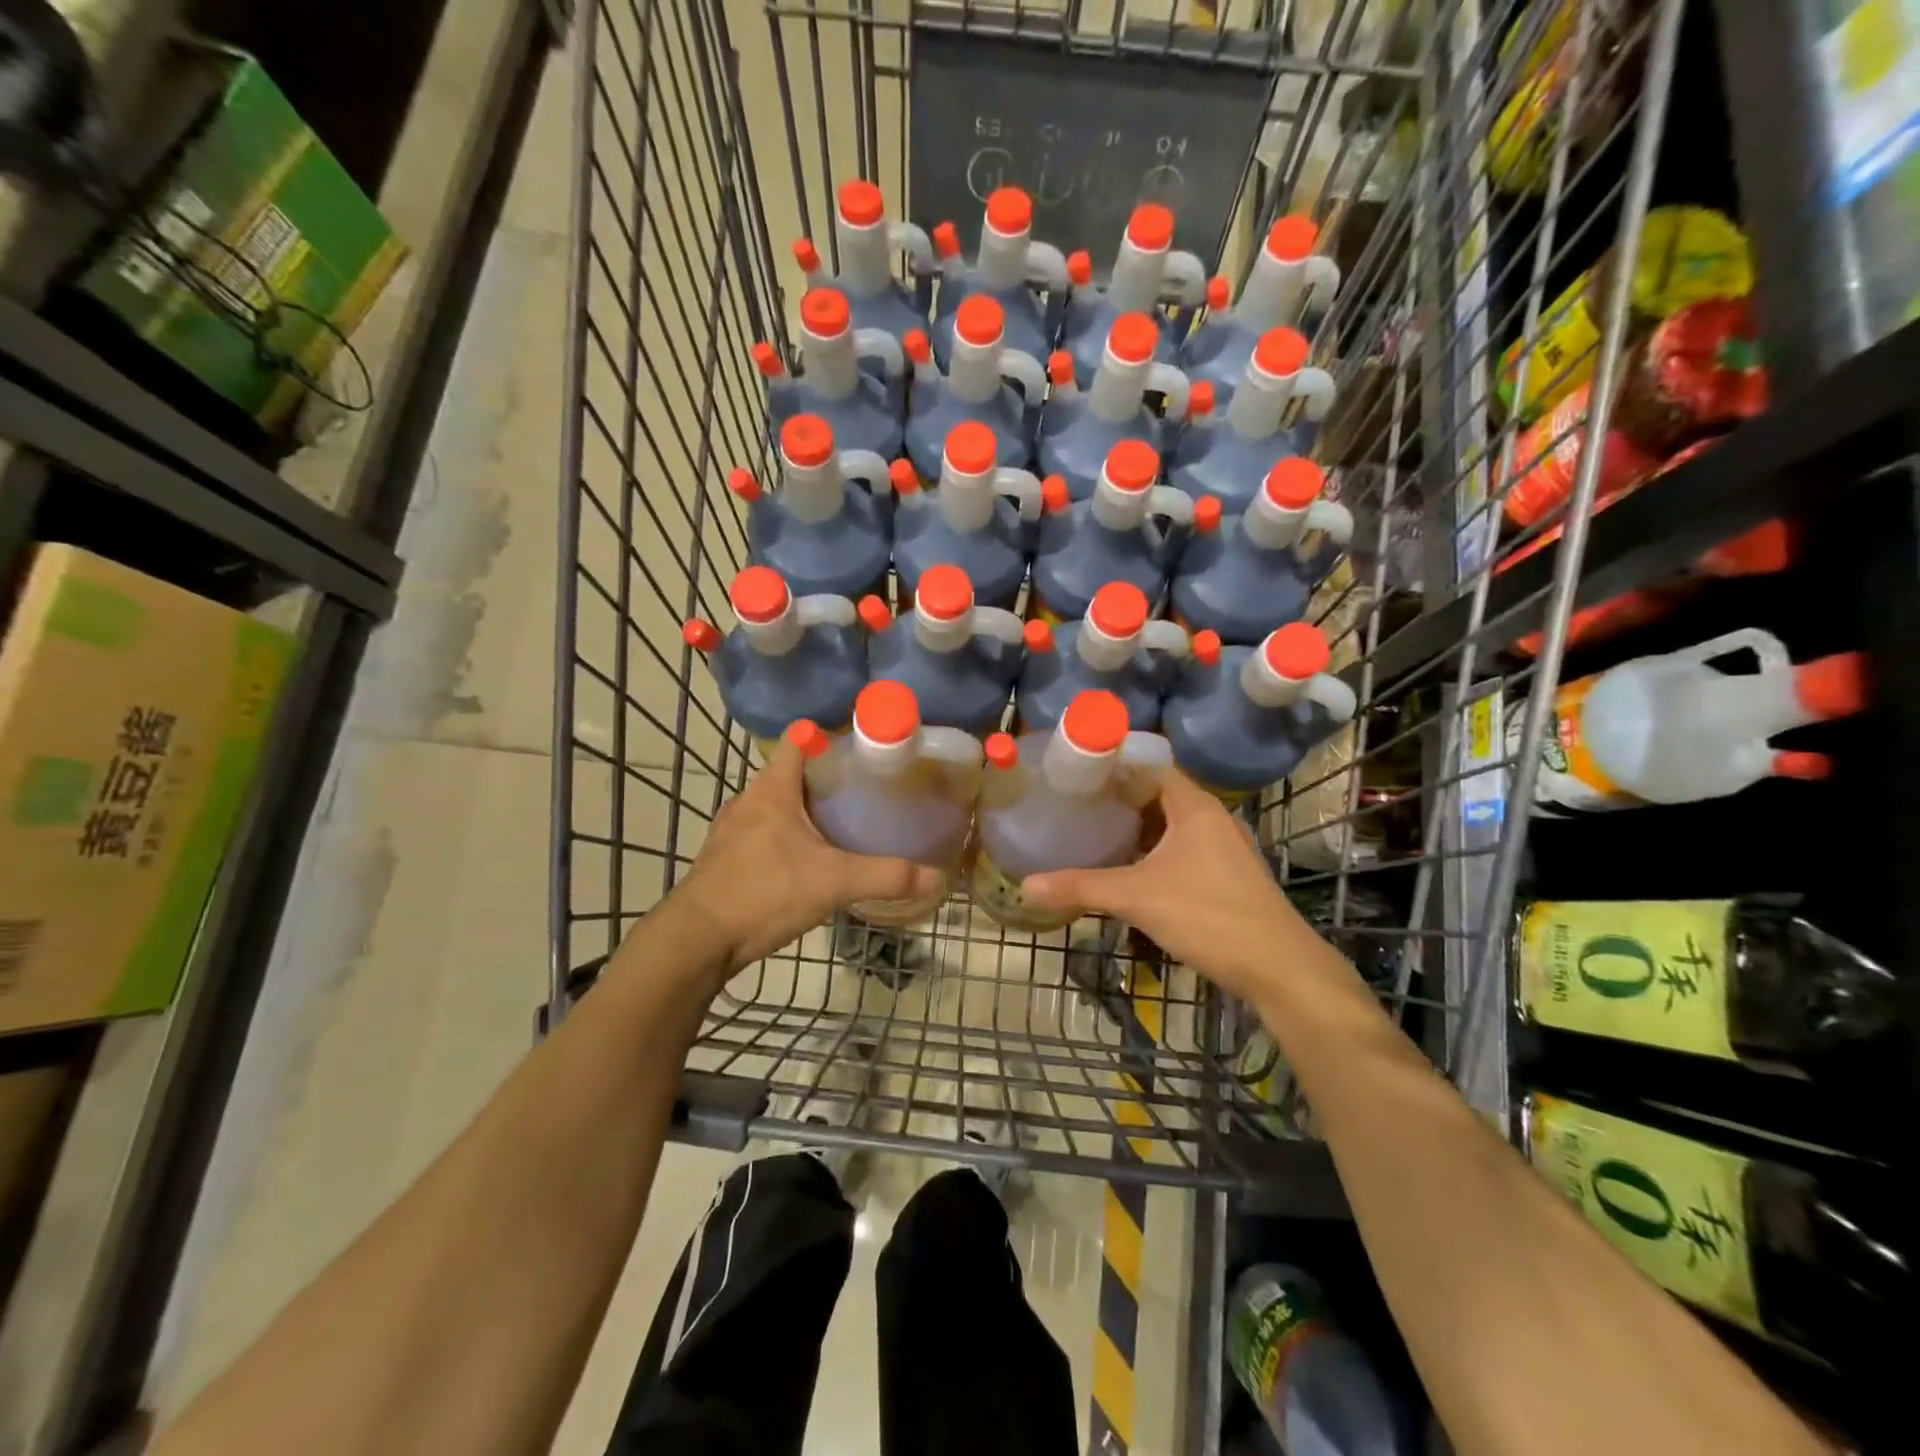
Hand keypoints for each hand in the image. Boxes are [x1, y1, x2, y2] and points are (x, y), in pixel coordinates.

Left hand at [662, 739, 943, 982]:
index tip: (858, 749)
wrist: (698, 940)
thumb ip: (886, 876)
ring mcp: (730, 831)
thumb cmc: (764, 892)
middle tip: (861, 792)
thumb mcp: (833, 882)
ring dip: (801, 810)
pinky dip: (783, 837)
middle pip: (787, 774)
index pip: (797, 741)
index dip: (826, 737)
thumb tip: (938, 877)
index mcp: (772, 790)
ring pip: (773, 806)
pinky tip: (804, 862)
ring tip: (838, 825)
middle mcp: (747, 801)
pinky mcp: (723, 858)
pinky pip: (760, 833)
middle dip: (822, 779)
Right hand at [1020, 770, 1308, 1005]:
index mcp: (1194, 805)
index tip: (1074, 770)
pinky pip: (1180, 848)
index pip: (1148, 764)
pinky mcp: (1225, 874)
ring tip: (1091, 830)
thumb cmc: (1209, 916)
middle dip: (1116, 797)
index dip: (1112, 764)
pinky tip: (1126, 867)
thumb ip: (1081, 888)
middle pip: (1156, 794)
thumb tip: (1026, 886)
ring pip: (1169, 824)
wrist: (1279, 968)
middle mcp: (1211, 817)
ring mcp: (1222, 846)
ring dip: (1135, 827)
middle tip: (1073, 802)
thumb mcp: (1137, 898)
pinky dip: (1152, 850)